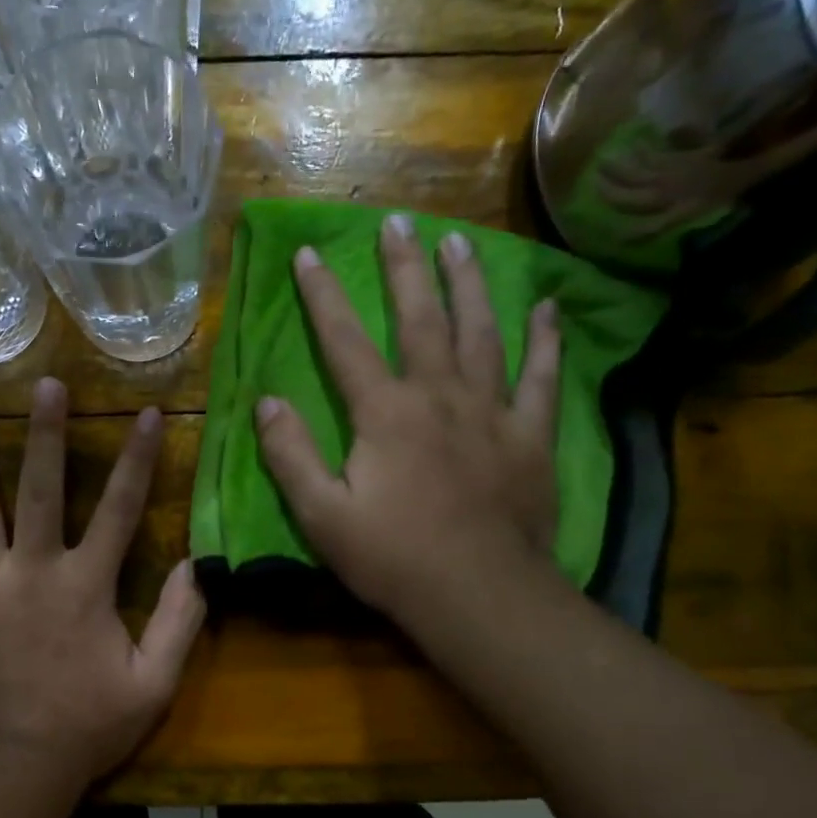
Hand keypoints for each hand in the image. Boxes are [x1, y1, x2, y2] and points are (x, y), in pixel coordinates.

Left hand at [0, 379, 206, 794]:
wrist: (11, 769)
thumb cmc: (87, 726)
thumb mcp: (153, 682)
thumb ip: (179, 621)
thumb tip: (195, 564)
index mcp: (85, 585)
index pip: (119, 509)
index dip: (138, 459)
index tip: (148, 414)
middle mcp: (32, 571)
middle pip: (39, 490)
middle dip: (45, 434)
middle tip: (45, 384)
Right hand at [255, 213, 566, 642]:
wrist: (478, 596)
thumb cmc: (393, 558)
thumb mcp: (322, 515)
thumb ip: (292, 455)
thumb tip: (268, 402)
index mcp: (385, 413)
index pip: (345, 341)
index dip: (323, 295)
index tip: (309, 253)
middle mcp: (439, 395)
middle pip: (421, 319)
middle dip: (404, 268)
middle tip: (398, 221)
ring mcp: (492, 412)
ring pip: (482, 333)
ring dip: (469, 284)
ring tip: (461, 242)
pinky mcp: (530, 436)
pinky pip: (541, 378)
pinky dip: (546, 341)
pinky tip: (548, 308)